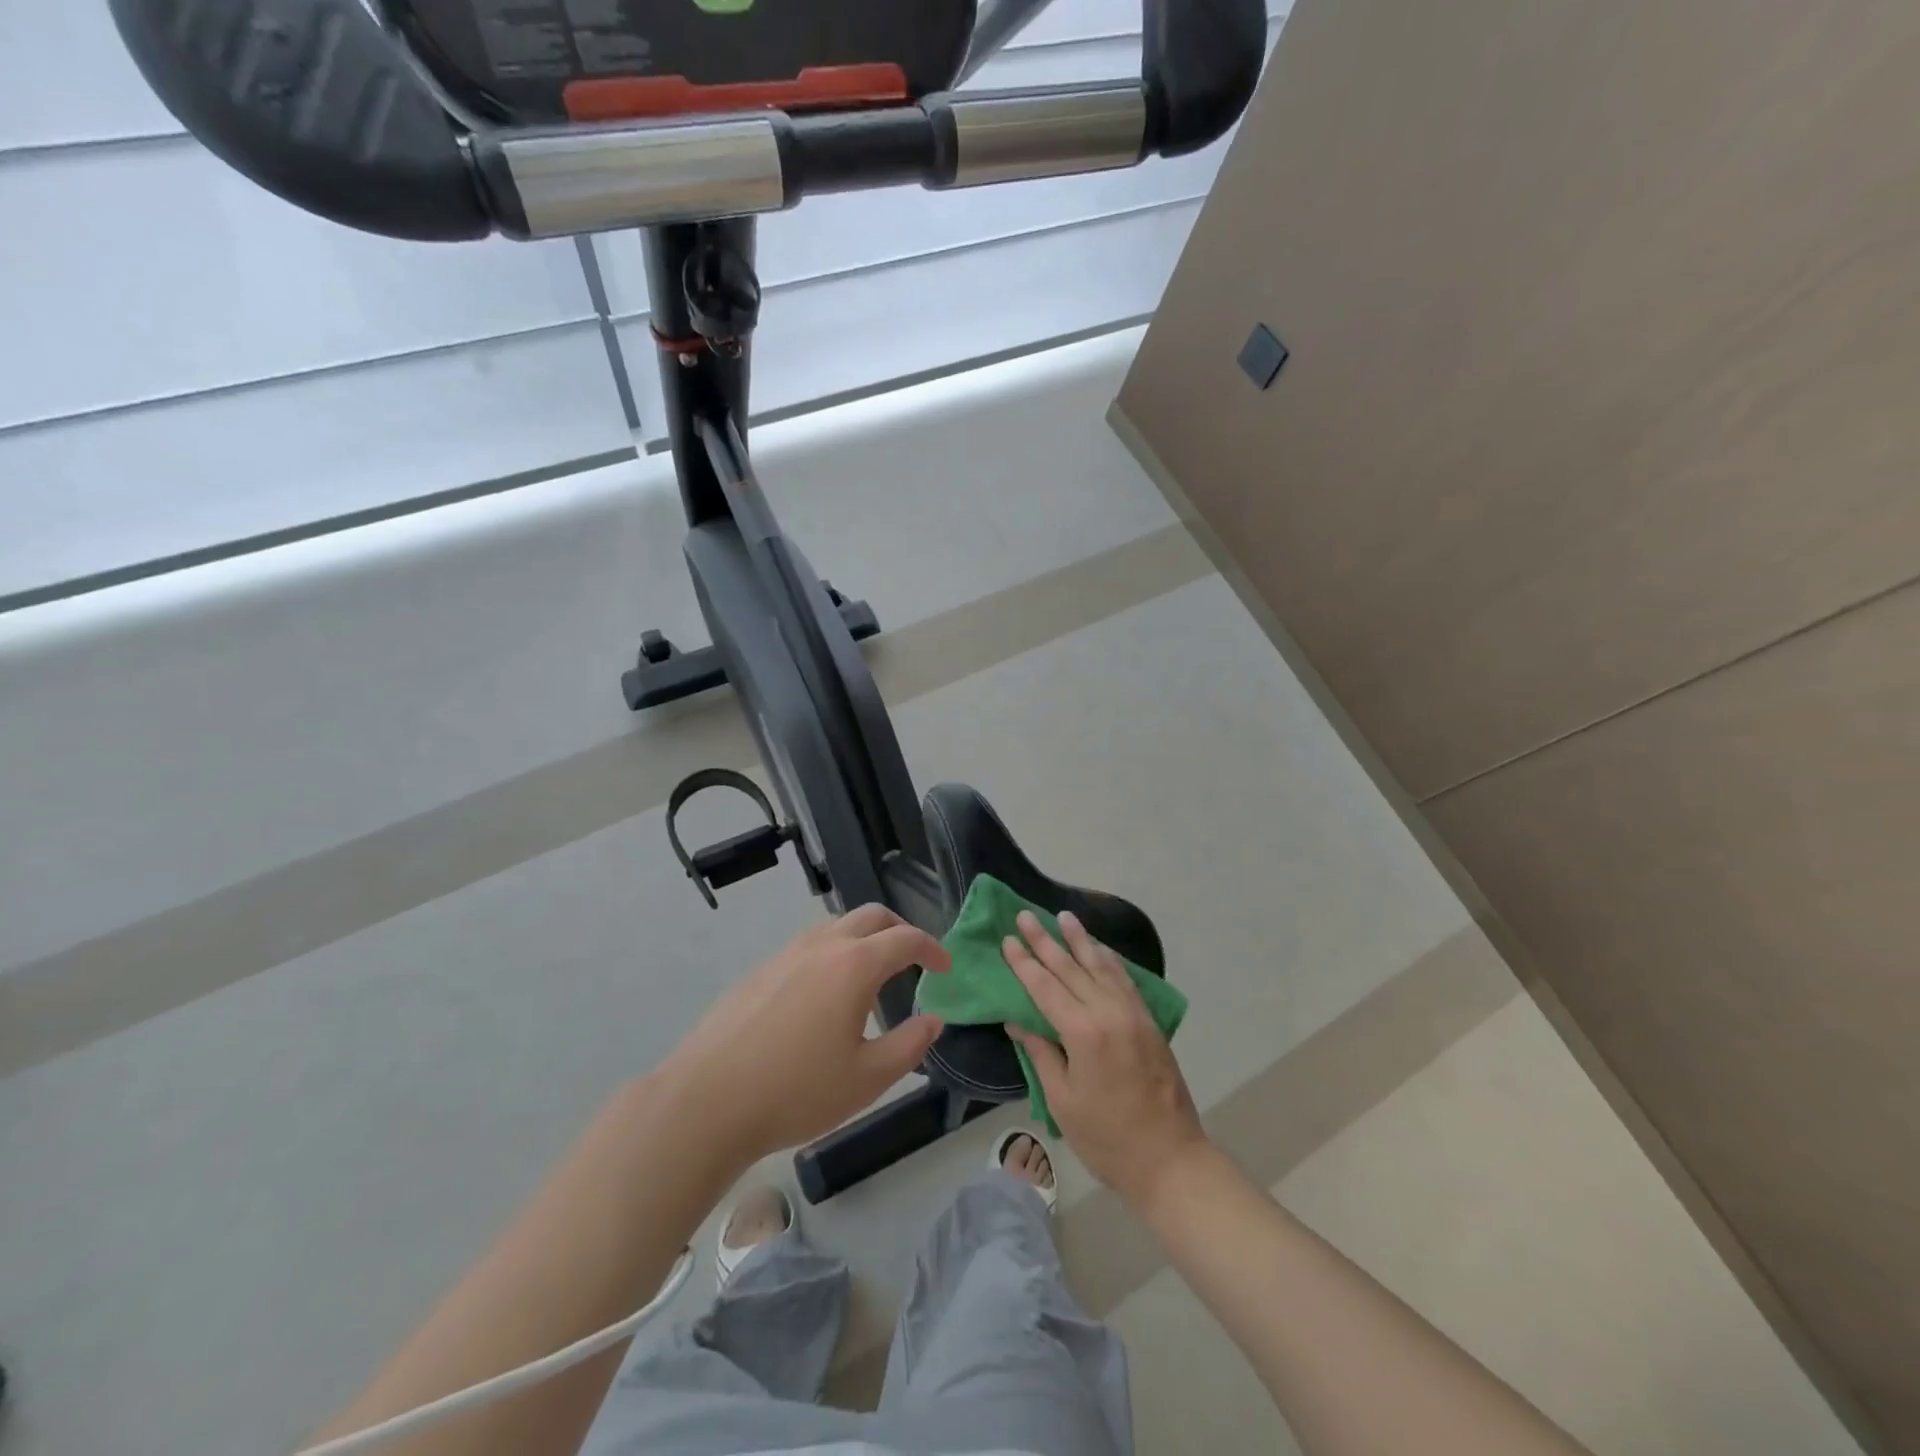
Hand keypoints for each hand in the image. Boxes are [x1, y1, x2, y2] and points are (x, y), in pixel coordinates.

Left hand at [659, 905, 950, 1165]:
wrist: (707, 1101)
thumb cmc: (796, 1092)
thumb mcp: (867, 1079)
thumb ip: (910, 1045)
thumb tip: (933, 1019)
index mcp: (854, 965)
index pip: (906, 938)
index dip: (933, 949)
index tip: (945, 967)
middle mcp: (822, 946)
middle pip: (872, 916)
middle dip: (901, 930)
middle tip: (914, 959)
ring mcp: (786, 954)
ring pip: (837, 926)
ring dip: (865, 938)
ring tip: (872, 974)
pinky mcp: (760, 970)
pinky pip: (809, 945)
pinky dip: (833, 952)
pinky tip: (825, 994)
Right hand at [1002, 910, 1207, 1210]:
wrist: (1170, 1159)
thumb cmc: (1106, 1137)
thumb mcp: (1062, 1100)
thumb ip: (1041, 1053)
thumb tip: (1018, 1021)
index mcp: (1083, 1032)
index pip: (1045, 987)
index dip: (1024, 962)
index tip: (1008, 938)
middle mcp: (1108, 1012)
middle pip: (1071, 968)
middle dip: (1046, 941)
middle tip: (1026, 915)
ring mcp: (1133, 1014)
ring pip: (1101, 966)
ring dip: (1080, 940)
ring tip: (1064, 917)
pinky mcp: (1149, 1022)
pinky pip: (1125, 980)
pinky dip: (1109, 960)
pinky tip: (1099, 949)